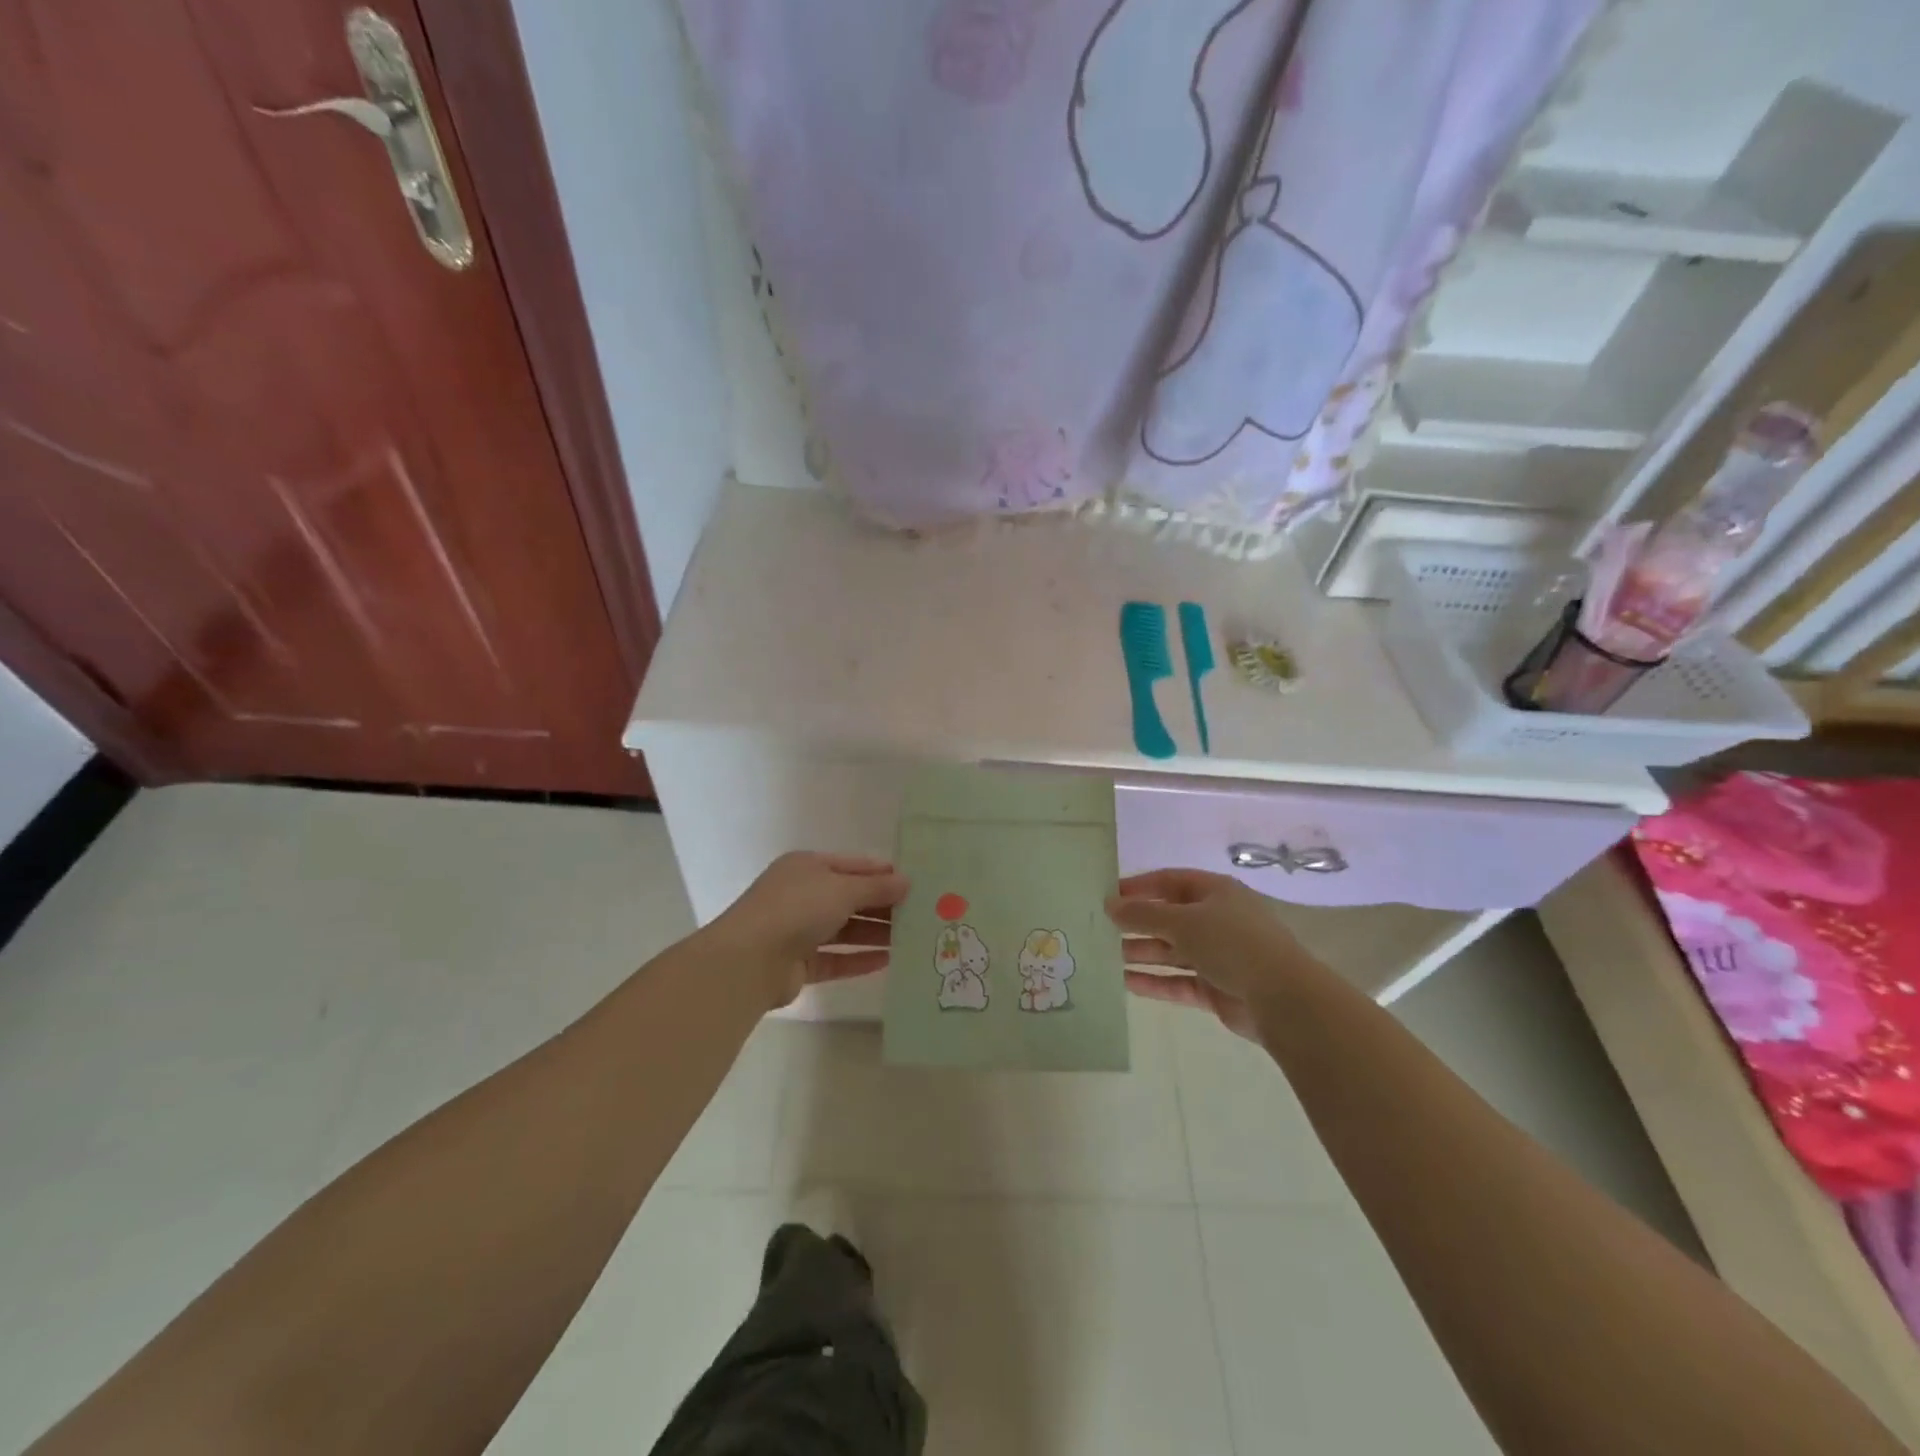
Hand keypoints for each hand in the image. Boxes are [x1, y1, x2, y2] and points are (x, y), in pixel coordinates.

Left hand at [707, 852, 909, 1008]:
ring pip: (845, 930)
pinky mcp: (799, 964)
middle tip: (920, 913)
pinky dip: (859, 960)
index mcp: (807, 867)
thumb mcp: (842, 889)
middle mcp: (802, 895)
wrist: (749, 960)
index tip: (914, 883)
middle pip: (850, 898)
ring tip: (911, 939)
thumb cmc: (797, 909)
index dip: (882, 873)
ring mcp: (798, 930)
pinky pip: (836, 959)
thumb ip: (876, 887)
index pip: (853, 866)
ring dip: (875, 934)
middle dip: (883, 905)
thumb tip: (907, 882)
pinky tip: (888, 961)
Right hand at [1106, 868, 1318, 1040]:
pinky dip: (1155, 981)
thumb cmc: (1232, 944)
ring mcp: (1218, 955)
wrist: (1282, 999)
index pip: (1170, 881)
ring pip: (1172, 951)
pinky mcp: (1217, 988)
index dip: (1139, 887)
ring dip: (1142, 953)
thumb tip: (1109, 904)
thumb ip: (1142, 914)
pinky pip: (1179, 981)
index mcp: (1215, 892)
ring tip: (1106, 957)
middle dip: (1137, 924)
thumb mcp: (1182, 922)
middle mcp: (1217, 920)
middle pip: (1169, 918)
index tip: (1107, 896)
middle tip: (1100, 930)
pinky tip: (1125, 983)